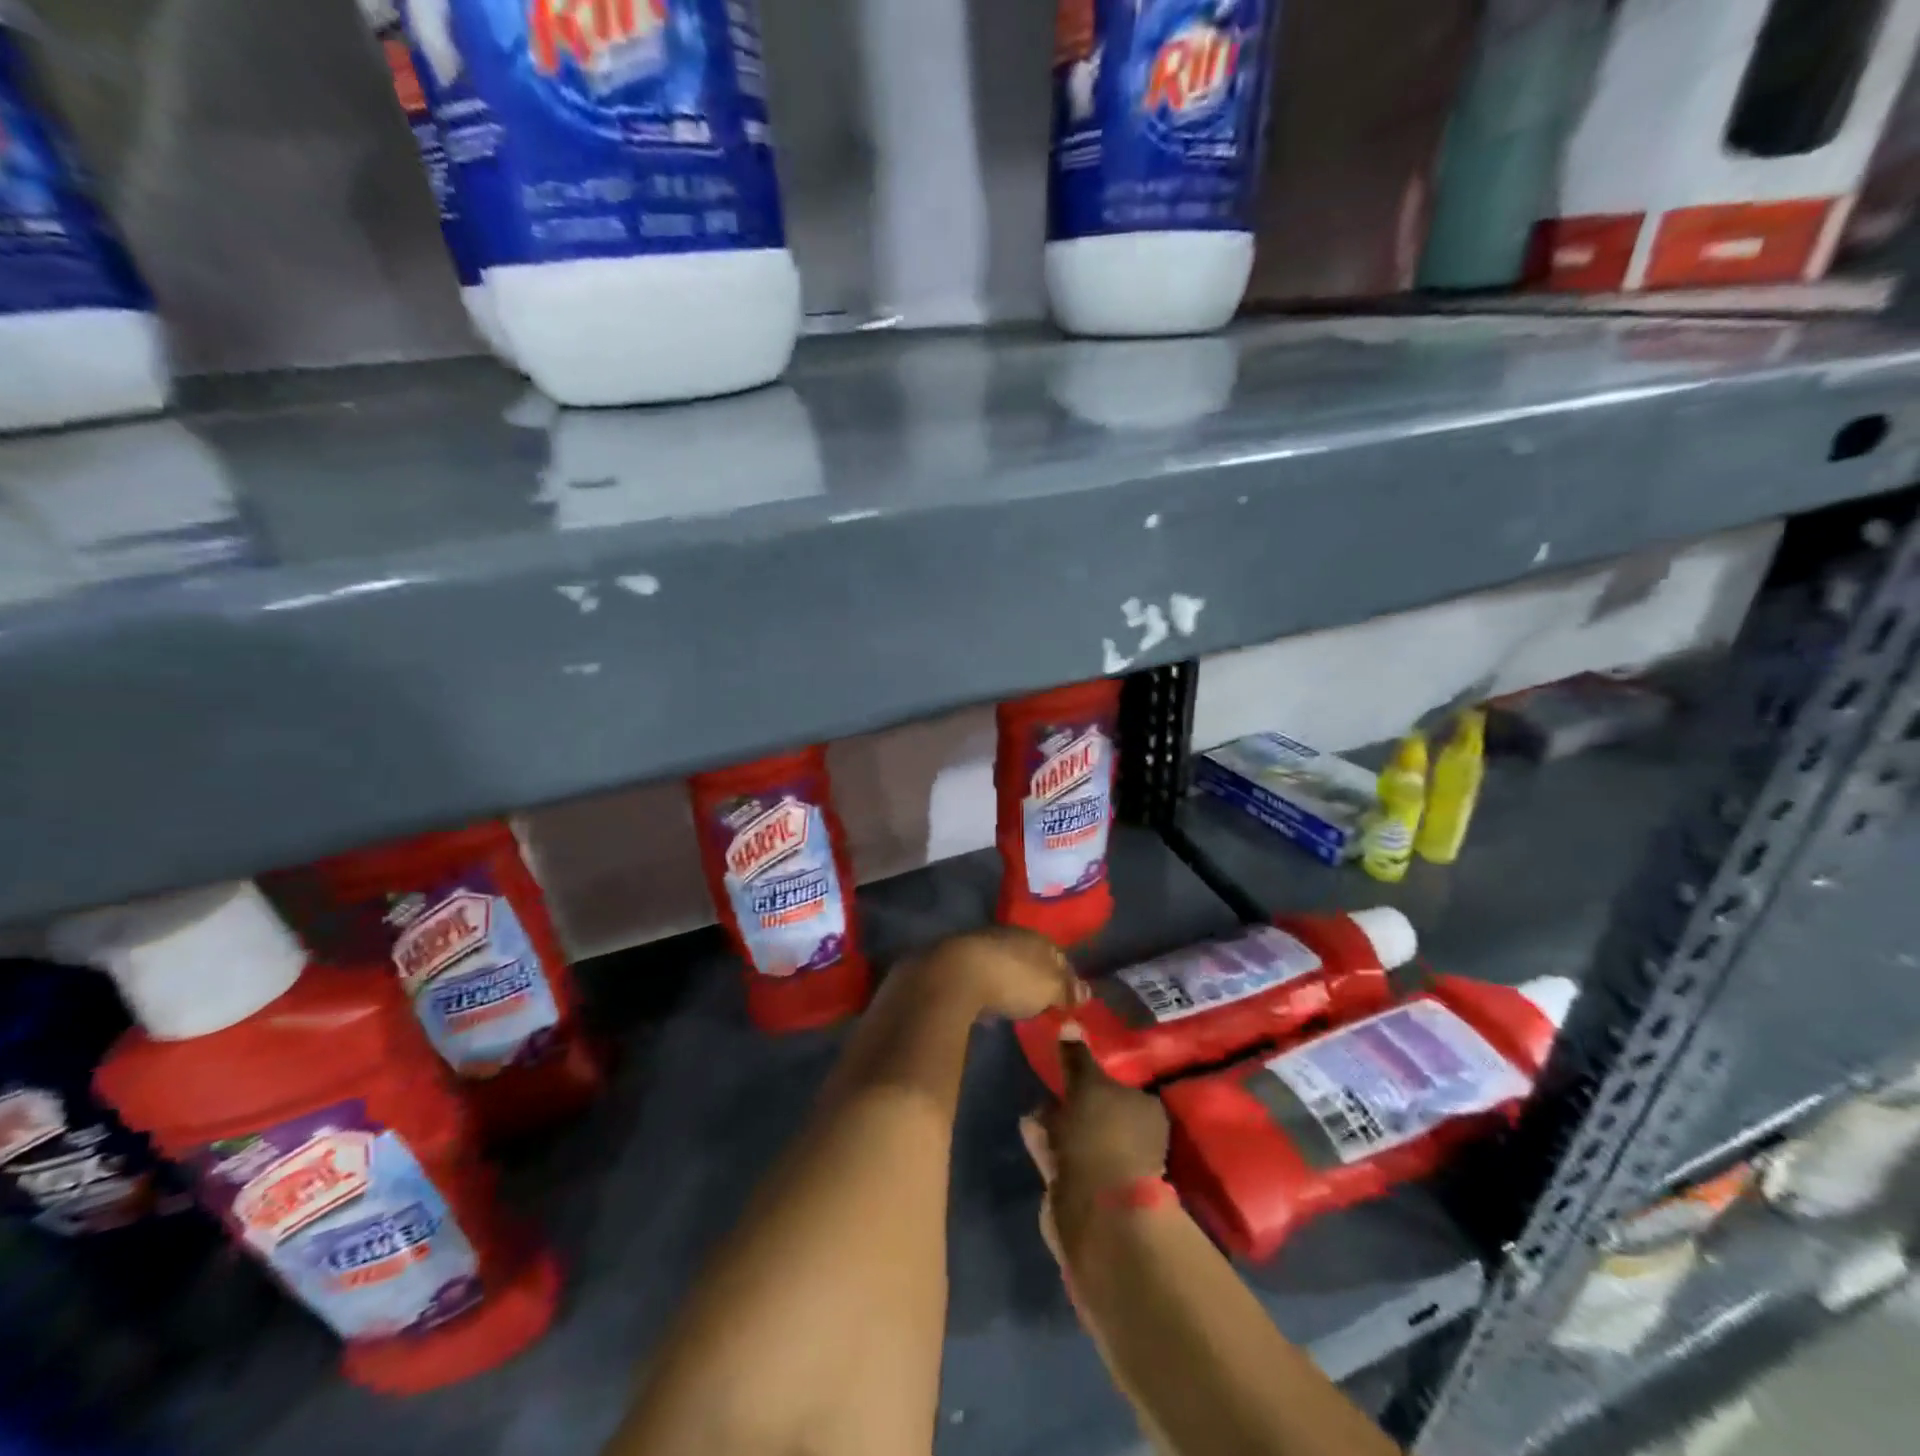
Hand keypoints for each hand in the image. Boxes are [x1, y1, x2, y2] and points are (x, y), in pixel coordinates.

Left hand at [910, 926, 1084, 1022]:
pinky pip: (982, 976)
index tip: (1070, 998)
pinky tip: (988, 1005)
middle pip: (1030, 957)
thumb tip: (1086, 993)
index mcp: (1035, 937)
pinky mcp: (957, 962)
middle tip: (1044, 1002)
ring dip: (1010, 980)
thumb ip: (1068, 991)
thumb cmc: (1012, 979)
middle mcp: (1009, 934)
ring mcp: (981, 945)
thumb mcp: (1050, 989)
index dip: (1066, 976)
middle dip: (1036, 977)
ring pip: (1004, 963)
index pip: (1058, 955)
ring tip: (1016, 1004)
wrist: (955, 974)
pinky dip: (988, 988)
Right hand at [1024, 1027, 1169, 1242]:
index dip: (1098, 1072)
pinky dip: (1046, 1143)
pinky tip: (1027, 1127)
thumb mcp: (1088, 1086)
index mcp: (1147, 1111)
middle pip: (1101, 1111)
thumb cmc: (1102, 1138)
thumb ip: (1077, 1058)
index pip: (1123, 1083)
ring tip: (1033, 1102)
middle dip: (1076, 1099)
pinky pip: (1062, 1157)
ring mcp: (1110, 1169)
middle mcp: (1135, 1139)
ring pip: (1079, 1135)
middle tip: (1049, 1080)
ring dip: (1057, 1121)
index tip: (1072, 1061)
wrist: (1099, 1218)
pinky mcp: (1084, 1193)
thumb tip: (1070, 1024)